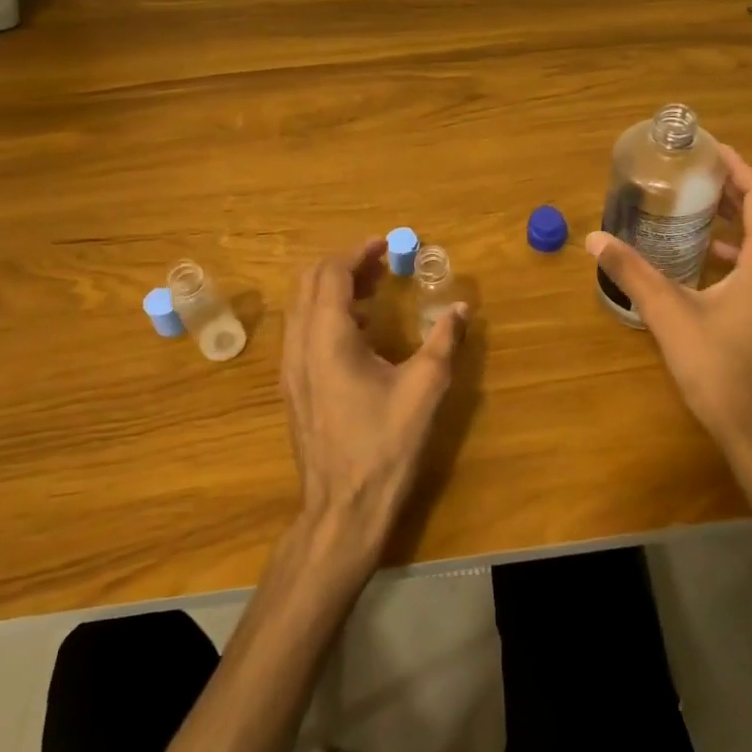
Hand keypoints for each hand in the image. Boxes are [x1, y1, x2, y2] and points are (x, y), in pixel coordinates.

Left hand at [280, 238, 467, 561]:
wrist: (343, 507)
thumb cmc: (384, 445)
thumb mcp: (425, 390)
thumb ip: (444, 341)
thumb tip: (461, 308)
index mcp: (328, 338)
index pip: (332, 274)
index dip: (358, 252)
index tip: (386, 244)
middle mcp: (299, 346)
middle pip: (309, 283)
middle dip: (344, 265)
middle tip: (381, 263)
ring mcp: (290, 368)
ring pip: (301, 307)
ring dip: (333, 289)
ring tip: (375, 291)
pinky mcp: (293, 387)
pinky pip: (302, 331)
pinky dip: (326, 314)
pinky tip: (361, 332)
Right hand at [585, 147, 751, 455]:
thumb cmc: (720, 367)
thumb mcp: (670, 314)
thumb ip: (633, 273)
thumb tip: (595, 239)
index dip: (738, 166)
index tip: (711, 150)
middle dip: (733, 192)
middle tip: (695, 178)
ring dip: (737, 224)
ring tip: (699, 215)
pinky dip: (742, 254)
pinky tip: (710, 266)